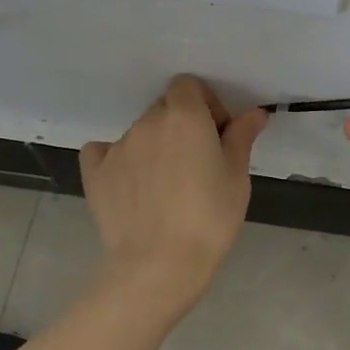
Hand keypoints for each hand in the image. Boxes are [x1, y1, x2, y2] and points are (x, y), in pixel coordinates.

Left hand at [81, 76, 267, 311]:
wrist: (159, 264)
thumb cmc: (209, 218)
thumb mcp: (236, 177)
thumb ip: (241, 137)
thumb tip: (254, 112)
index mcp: (184, 116)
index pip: (188, 85)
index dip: (204, 104)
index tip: (216, 134)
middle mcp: (147, 122)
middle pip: (164, 108)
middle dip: (181, 125)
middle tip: (196, 162)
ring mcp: (117, 146)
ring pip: (140, 133)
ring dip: (154, 146)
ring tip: (166, 185)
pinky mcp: (95, 172)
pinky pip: (104, 152)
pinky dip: (118, 160)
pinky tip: (131, 184)